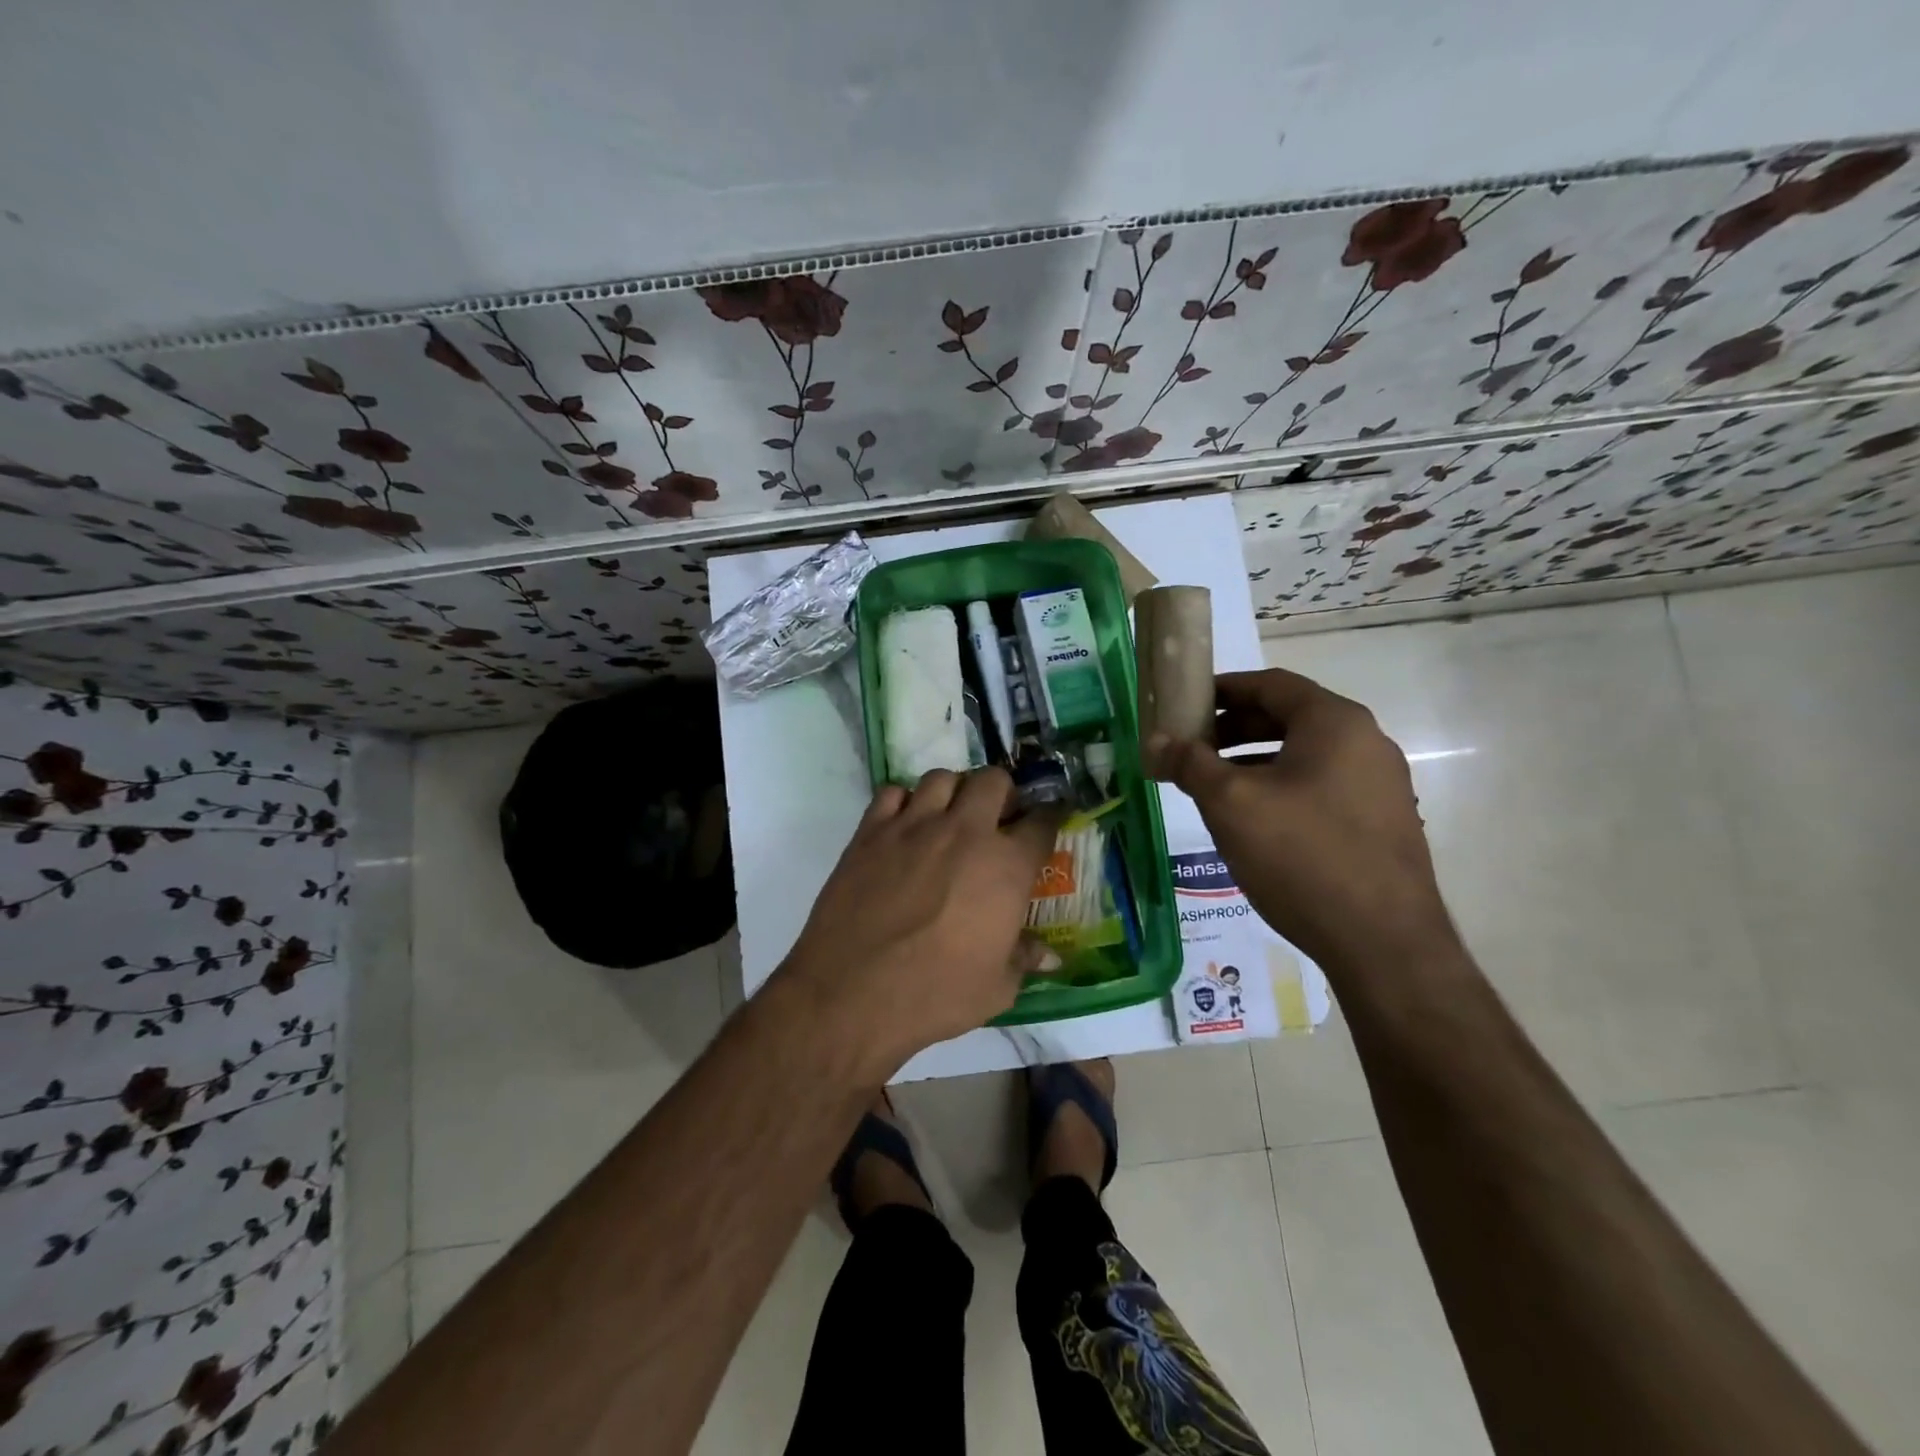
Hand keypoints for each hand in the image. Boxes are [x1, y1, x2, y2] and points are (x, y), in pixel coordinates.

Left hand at [779, 768, 1062, 1075]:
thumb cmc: (935, 995)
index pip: (1042, 823)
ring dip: (953, 792)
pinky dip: (903, 802)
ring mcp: (914, 825)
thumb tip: (1050, 955)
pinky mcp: (870, 831)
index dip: (1049, 817)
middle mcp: (965, 832)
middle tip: (996, 819)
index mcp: (1006, 867)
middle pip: (993, 781)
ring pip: (942, 777)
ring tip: (949, 817)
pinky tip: (903, 826)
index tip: (1046, 821)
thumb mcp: (996, 988)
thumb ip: (1024, 959)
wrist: (852, 992)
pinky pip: (892, 792)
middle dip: (1002, 794)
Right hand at [1149, 668, 1455, 976]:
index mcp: (1335, 722)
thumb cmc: (1301, 856)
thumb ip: (1190, 763)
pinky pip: (1321, 786)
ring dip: (1254, 761)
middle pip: (1288, 717)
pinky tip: (1254, 820)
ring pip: (1304, 755)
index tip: (1184, 705)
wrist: (1382, 943)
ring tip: (1213, 786)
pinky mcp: (1381, 822)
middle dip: (1233, 729)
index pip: (1271, 684)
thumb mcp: (1231, 804)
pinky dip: (1281, 787)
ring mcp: (1380, 784)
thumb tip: (1155, 741)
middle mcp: (1366, 742)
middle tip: (1191, 749)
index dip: (1222, 689)